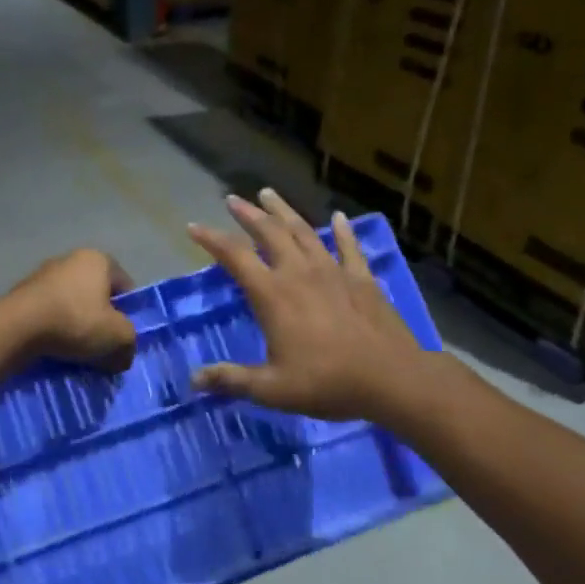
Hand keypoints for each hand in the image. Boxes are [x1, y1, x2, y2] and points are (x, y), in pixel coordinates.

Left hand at [10, 249, 138, 371]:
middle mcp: (70, 259)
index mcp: (98, 259)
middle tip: (103, 347)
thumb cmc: (76, 321)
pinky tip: (55, 348)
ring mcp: (43, 274)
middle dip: (101, 321)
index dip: (129, 314)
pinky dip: (55, 329)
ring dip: (77, 326)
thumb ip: (129, 344)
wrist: (18, 327)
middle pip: (96, 295)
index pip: (125, 286)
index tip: (123, 337)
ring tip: (77, 352)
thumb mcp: (118, 337)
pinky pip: (49, 313)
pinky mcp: (22, 293)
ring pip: (72, 305)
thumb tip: (122, 355)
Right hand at [187, 190, 436, 421]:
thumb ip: (231, 380)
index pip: (235, 257)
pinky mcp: (362, 278)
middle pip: (269, 233)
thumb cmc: (326, 383)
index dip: (211, 240)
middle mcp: (299, 273)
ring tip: (270, 194)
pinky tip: (339, 216)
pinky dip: (342, 230)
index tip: (193, 227)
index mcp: (273, 295)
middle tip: (233, 199)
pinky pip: (349, 247)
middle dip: (248, 214)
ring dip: (284, 212)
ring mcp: (333, 271)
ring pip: (304, 232)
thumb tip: (194, 380)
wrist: (391, 378)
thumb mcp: (271, 389)